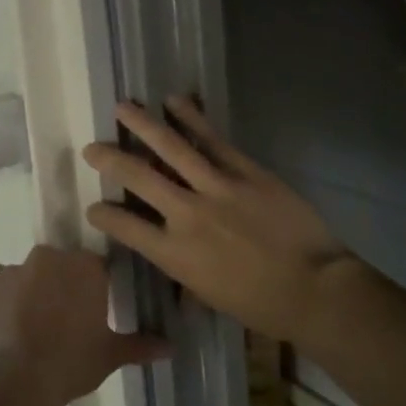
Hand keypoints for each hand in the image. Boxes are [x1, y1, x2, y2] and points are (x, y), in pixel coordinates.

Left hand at [0, 245, 168, 405]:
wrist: (13, 380)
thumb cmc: (70, 364)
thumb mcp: (109, 357)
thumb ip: (140, 346)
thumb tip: (171, 347)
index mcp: (86, 268)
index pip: (95, 268)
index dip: (93, 289)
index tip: (91, 312)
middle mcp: (50, 258)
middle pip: (59, 265)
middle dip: (60, 285)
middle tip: (62, 320)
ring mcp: (14, 268)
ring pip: (26, 272)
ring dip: (29, 289)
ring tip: (27, 326)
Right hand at [82, 98, 365, 346]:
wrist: (313, 288)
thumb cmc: (259, 304)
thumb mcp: (208, 292)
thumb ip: (183, 267)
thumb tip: (175, 254)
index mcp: (173, 253)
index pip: (124, 226)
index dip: (103, 214)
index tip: (94, 207)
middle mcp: (186, 215)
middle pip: (137, 177)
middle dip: (109, 159)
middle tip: (92, 148)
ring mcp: (217, 187)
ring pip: (171, 148)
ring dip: (143, 125)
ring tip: (123, 107)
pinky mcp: (246, 171)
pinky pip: (213, 140)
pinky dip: (192, 118)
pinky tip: (176, 101)